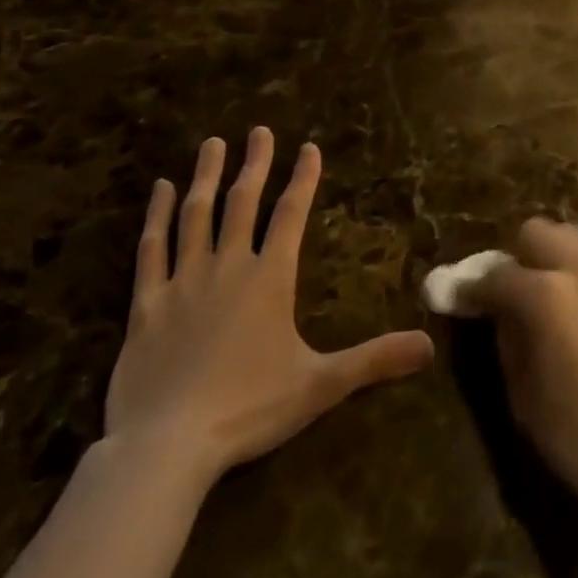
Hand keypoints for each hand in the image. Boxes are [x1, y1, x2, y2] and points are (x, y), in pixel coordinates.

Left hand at [104, 128, 434, 488]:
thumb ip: (374, 360)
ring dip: (206, 177)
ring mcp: (183, 281)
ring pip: (196, 215)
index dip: (303, 179)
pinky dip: (156, 216)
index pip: (291, 215)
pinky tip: (159, 190)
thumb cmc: (249, 409)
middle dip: (254, 163)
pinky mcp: (147, 303)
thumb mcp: (320, 385)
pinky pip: (151, 249)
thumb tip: (430, 345)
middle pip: (242, 202)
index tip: (308, 147)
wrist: (167, 447)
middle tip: (259, 130)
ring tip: (212, 144)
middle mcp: (228, 267)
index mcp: (270, 279)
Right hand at [466, 218, 577, 518]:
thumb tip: (497, 312)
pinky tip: (577, 311)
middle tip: (510, 292)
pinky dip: (577, 273)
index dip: (472, 288)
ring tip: (545, 298)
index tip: (460, 297)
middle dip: (517, 256)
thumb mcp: (522, 393)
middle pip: (537, 232)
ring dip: (550, 258)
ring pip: (570, 238)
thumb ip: (506, 338)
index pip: (496, 275)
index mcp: (546, 293)